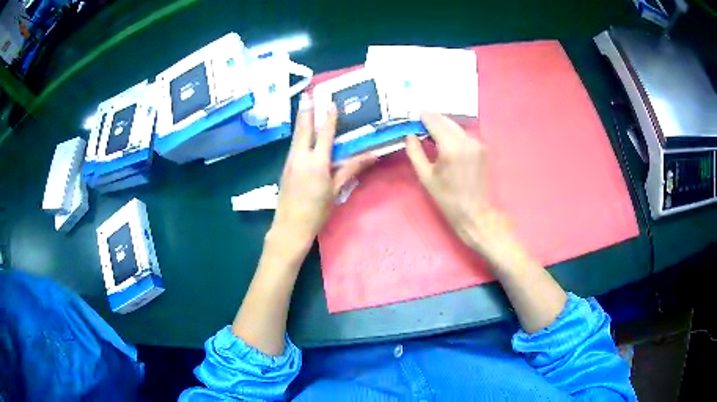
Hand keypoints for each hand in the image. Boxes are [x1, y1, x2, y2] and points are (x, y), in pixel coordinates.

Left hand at [270, 94, 374, 252]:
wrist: (290, 227)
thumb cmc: (317, 211)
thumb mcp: (336, 191)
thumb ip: (351, 170)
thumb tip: (372, 156)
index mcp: (317, 163)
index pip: (325, 134)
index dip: (329, 117)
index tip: (330, 101)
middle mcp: (301, 157)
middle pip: (304, 129)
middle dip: (306, 111)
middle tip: (306, 94)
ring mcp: (290, 162)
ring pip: (296, 137)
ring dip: (301, 121)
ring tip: (303, 106)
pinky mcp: (285, 168)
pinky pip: (293, 147)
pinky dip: (298, 136)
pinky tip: (301, 134)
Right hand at [405, 113, 511, 260]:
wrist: (475, 212)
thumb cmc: (447, 198)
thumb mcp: (425, 177)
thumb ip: (415, 152)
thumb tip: (410, 135)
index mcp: (450, 147)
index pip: (434, 121)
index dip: (423, 117)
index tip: (415, 116)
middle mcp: (466, 141)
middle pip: (447, 121)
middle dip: (433, 120)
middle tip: (421, 125)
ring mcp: (477, 143)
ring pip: (457, 127)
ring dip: (444, 127)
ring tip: (433, 136)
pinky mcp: (483, 148)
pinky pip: (465, 135)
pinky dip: (454, 135)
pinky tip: (448, 144)